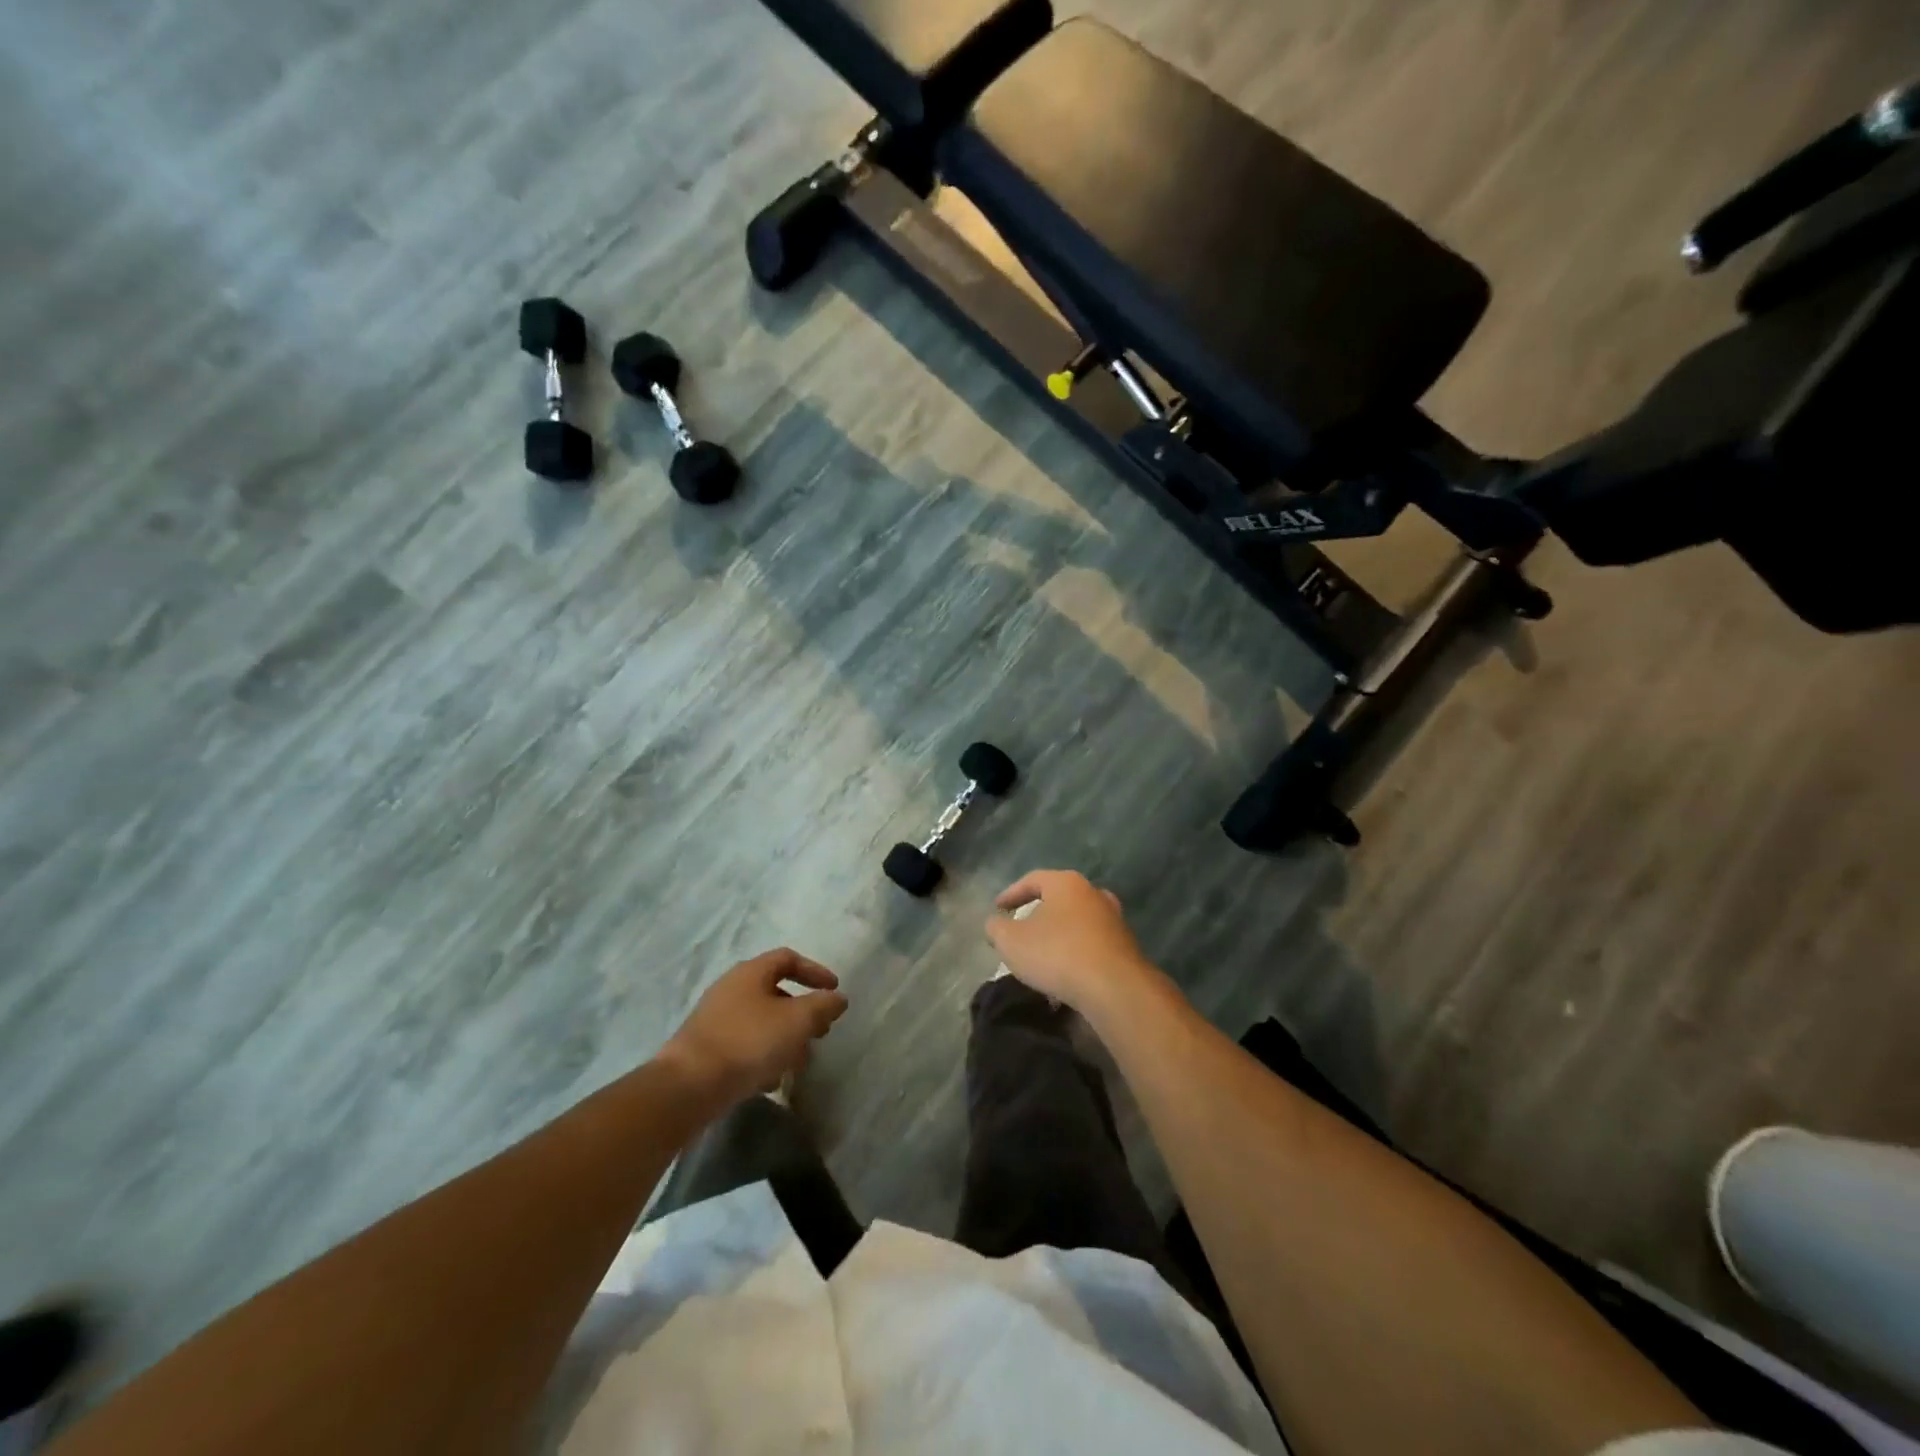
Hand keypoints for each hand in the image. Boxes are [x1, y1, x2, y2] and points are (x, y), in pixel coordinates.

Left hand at [657, 949, 848, 1109]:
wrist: (688, 1086)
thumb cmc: (748, 1042)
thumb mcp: (797, 1021)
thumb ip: (822, 1006)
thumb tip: (838, 998)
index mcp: (750, 972)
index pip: (788, 958)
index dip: (815, 971)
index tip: (834, 990)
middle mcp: (731, 988)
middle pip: (775, 991)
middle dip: (802, 1012)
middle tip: (820, 1032)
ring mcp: (715, 1019)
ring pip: (761, 1021)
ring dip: (785, 1038)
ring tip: (799, 1063)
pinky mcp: (706, 1048)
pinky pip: (744, 1044)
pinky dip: (764, 1055)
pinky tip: (770, 1080)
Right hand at [984, 870, 1162, 1013]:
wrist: (1115, 988)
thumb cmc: (1057, 953)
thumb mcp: (1011, 942)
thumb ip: (996, 928)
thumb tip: (995, 923)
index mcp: (1066, 883)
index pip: (1032, 880)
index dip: (1011, 894)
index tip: (997, 908)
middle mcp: (1093, 894)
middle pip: (1058, 899)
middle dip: (1038, 914)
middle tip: (1021, 929)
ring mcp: (1114, 920)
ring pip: (1076, 923)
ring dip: (1058, 936)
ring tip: (1042, 956)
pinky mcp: (1125, 947)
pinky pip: (1091, 945)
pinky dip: (1075, 954)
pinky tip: (1064, 975)